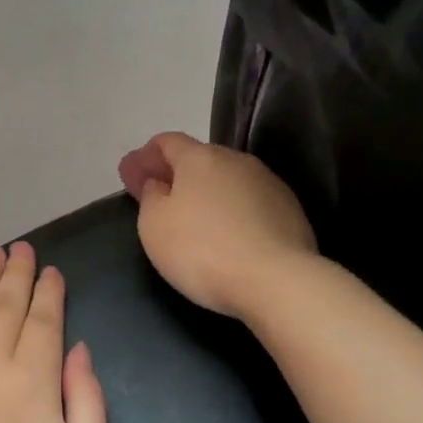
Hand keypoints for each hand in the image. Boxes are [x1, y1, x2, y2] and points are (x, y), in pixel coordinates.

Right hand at [118, 132, 317, 318]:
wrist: (276, 280)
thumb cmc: (202, 250)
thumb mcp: (154, 225)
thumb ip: (150, 197)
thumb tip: (159, 183)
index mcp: (200, 158)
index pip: (167, 142)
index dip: (146, 156)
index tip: (132, 173)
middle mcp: (236, 161)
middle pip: (200, 159)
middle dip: (177, 173)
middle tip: (160, 195)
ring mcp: (268, 183)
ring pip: (228, 180)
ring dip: (208, 192)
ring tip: (196, 217)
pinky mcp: (290, 210)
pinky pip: (251, 203)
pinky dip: (233, 211)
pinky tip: (228, 234)